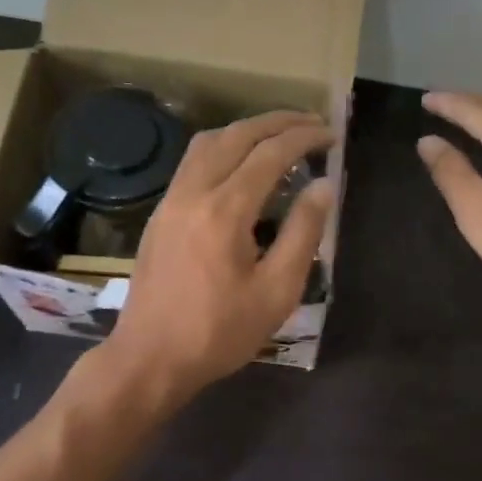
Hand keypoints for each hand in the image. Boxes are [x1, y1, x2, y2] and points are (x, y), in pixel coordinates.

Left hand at [103, 110, 334, 401]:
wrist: (150, 358)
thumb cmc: (219, 332)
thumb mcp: (277, 291)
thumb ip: (303, 233)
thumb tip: (324, 186)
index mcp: (225, 210)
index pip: (270, 153)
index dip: (304, 137)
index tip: (331, 134)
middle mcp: (194, 192)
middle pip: (237, 135)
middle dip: (278, 122)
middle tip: (312, 123)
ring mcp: (171, 200)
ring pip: (208, 142)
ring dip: (246, 129)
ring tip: (279, 135)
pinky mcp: (160, 213)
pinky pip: (193, 161)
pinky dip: (223, 147)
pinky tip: (240, 164)